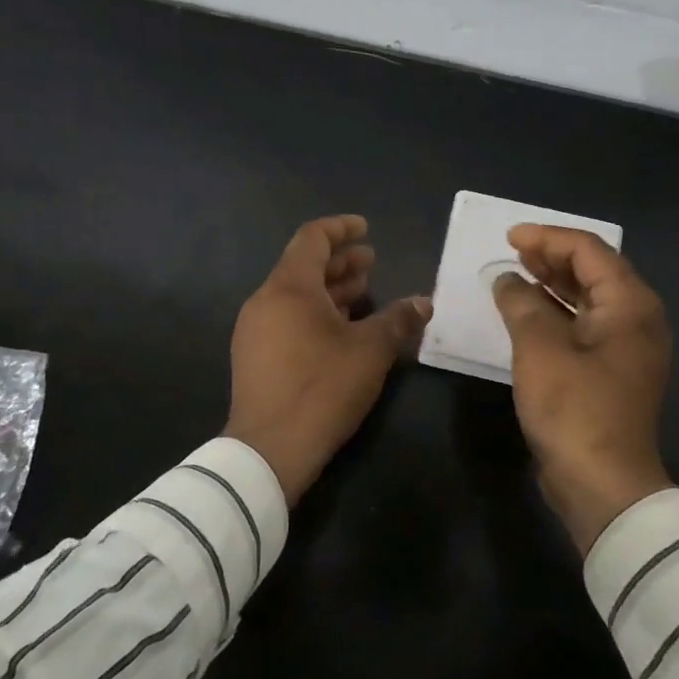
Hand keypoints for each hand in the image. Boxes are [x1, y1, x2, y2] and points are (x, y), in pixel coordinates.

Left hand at [223, 215, 431, 505]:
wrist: (268, 450)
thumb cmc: (322, 388)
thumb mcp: (370, 352)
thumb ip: (398, 320)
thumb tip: (424, 302)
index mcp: (289, 287)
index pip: (313, 238)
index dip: (341, 228)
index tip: (366, 229)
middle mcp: (266, 300)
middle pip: (304, 266)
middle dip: (340, 262)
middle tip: (372, 263)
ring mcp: (255, 329)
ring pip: (296, 295)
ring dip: (330, 289)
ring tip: (363, 292)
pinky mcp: (254, 355)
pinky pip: (287, 318)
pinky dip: (316, 312)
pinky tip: (342, 329)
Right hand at [492, 224, 675, 552]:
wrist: (603, 484)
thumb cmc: (574, 409)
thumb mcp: (540, 349)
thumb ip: (521, 304)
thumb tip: (507, 280)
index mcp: (630, 305)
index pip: (589, 250)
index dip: (547, 238)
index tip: (509, 238)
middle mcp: (637, 319)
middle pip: (594, 271)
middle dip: (551, 257)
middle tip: (512, 253)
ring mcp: (627, 348)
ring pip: (589, 299)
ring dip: (553, 284)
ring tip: (516, 275)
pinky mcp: (613, 371)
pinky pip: (585, 325)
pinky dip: (557, 313)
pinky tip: (528, 314)